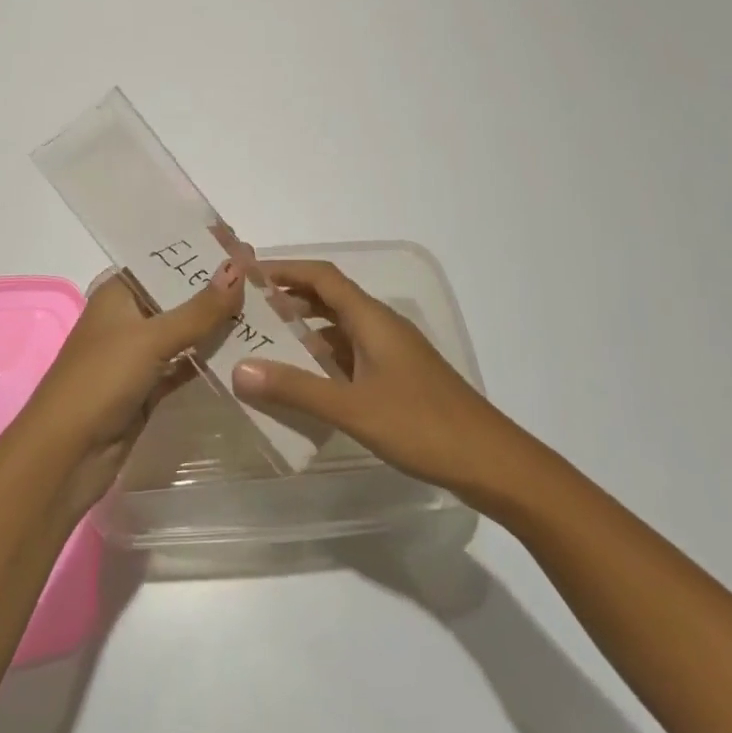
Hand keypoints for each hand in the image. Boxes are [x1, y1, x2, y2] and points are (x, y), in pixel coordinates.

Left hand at [21, 260, 244, 511]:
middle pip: (179, 295)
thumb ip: (198, 308)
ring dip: (219, 323)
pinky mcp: (150, 387)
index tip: (244, 245)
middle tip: (264, 278)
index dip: (201, 252)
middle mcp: (128, 316)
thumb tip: (238, 266)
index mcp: (118, 291)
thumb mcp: (151, 338)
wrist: (66, 454)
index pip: (165, 260)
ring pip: (186, 331)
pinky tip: (247, 350)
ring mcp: (139, 353)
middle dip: (217, 288)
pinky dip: (211, 357)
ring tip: (266, 309)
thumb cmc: (101, 380)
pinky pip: (187, 364)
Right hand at [233, 259, 533, 508]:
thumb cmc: (423, 426)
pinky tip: (303, 380)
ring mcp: (391, 353)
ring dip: (303, 330)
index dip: (285, 269)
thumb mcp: (353, 408)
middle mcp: (381, 327)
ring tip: (263, 343)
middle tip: (245, 310)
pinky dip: (322, 358)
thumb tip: (238, 369)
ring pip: (338, 328)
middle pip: (328, 298)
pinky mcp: (397, 378)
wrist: (493, 463)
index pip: (322, 276)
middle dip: (287, 299)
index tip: (246, 274)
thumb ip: (295, 388)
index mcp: (372, 319)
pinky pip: (350, 354)